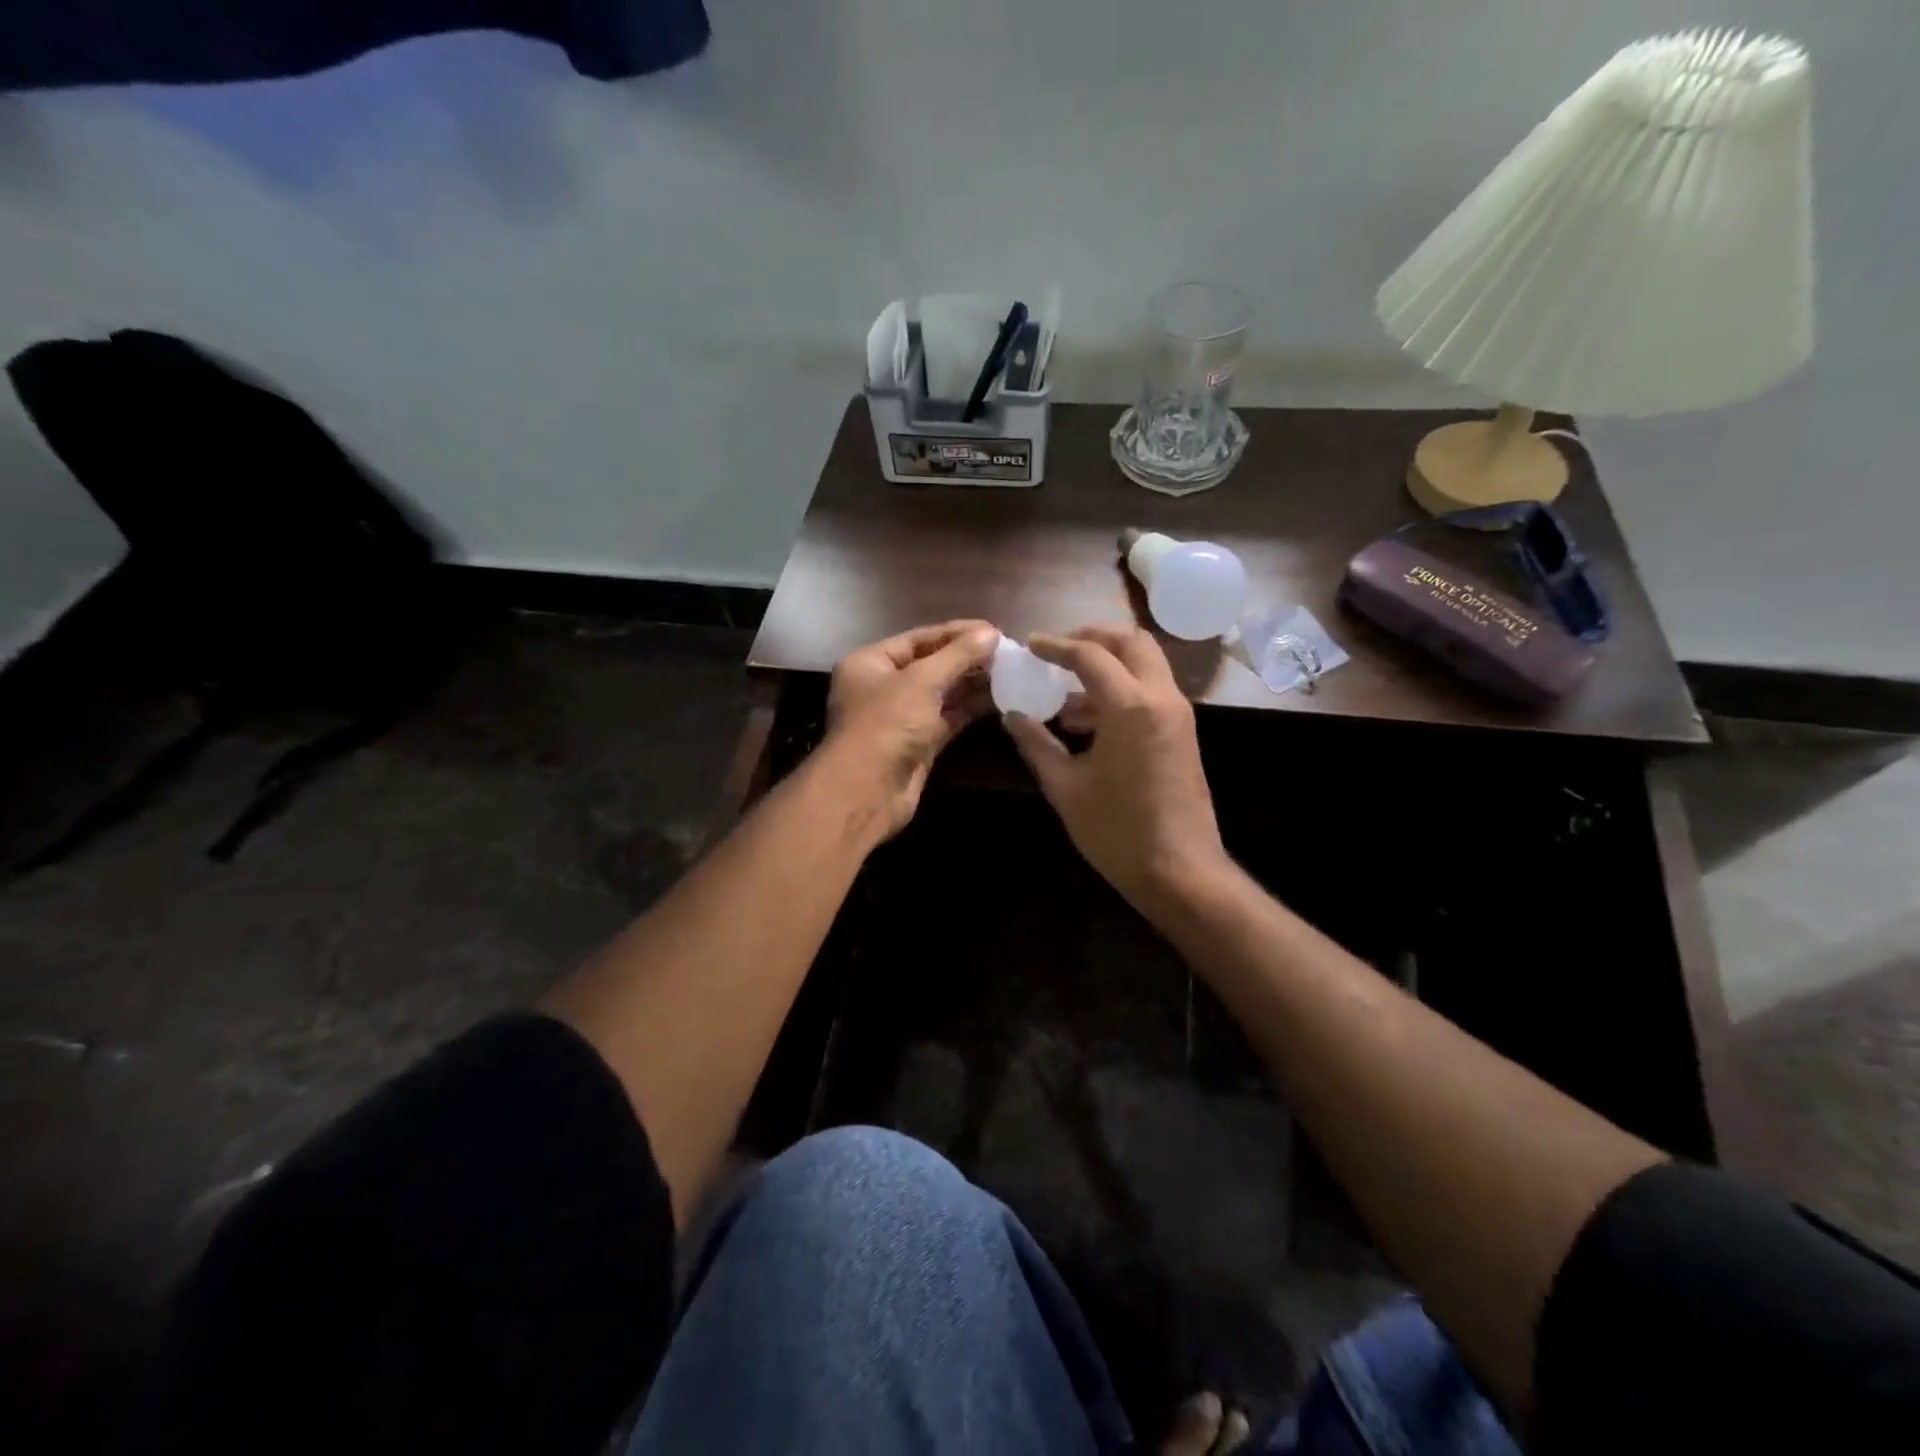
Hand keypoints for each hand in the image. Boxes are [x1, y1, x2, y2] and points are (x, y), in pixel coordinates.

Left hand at [820, 620, 998, 840]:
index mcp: (871, 663)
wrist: (867, 791)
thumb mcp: (922, 681)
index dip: (956, 632)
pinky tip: (999, 698)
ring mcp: (900, 718)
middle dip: (967, 658)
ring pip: (941, 693)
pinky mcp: (918, 744)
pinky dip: (970, 709)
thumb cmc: (886, 724)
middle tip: (1007, 652)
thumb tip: (991, 633)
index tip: (994, 629)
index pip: (918, 638)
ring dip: (972, 683)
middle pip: (930, 665)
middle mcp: (883, 687)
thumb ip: (958, 655)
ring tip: (1010, 671)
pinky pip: (947, 719)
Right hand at [1004, 624, 1229, 916]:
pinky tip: (1086, 724)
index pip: (1090, 654)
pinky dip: (1121, 690)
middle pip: (1131, 641)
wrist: (1180, 872)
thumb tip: (1012, 715)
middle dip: (1093, 637)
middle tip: (1058, 650)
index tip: (1029, 646)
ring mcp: (1178, 715)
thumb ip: (1036, 743)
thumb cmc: (1117, 831)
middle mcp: (1161, 698)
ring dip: (1108, 666)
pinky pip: (1151, 691)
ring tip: (1065, 696)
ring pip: (1145, 664)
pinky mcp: (1182, 733)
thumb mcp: (1065, 787)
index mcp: (1130, 706)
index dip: (1055, 646)